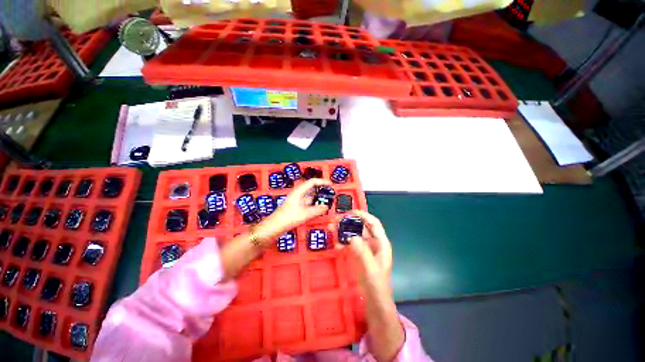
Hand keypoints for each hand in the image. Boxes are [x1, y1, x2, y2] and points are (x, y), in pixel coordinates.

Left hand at [255, 178, 330, 243]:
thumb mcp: (305, 214)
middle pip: (312, 187)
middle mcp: (298, 193)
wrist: (275, 226)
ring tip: (327, 201)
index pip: (312, 182)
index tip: (331, 185)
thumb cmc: (288, 218)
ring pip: (310, 195)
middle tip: (330, 194)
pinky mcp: (297, 206)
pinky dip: (314, 203)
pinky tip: (319, 208)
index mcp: (299, 191)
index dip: (322, 182)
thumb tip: (326, 206)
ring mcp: (297, 200)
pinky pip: (308, 202)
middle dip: (321, 189)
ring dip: (318, 197)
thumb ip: (317, 210)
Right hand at [339, 210, 392, 296]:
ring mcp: (366, 249)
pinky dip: (343, 242)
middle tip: (335, 220)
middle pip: (362, 227)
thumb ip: (362, 253)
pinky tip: (336, 244)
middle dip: (349, 222)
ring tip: (332, 229)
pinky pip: (350, 244)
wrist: (375, 303)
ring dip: (344, 231)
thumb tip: (352, 236)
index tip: (349, 212)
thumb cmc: (377, 286)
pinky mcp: (359, 255)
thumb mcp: (370, 269)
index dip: (363, 215)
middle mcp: (374, 243)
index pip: (373, 223)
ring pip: (355, 234)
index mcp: (381, 243)